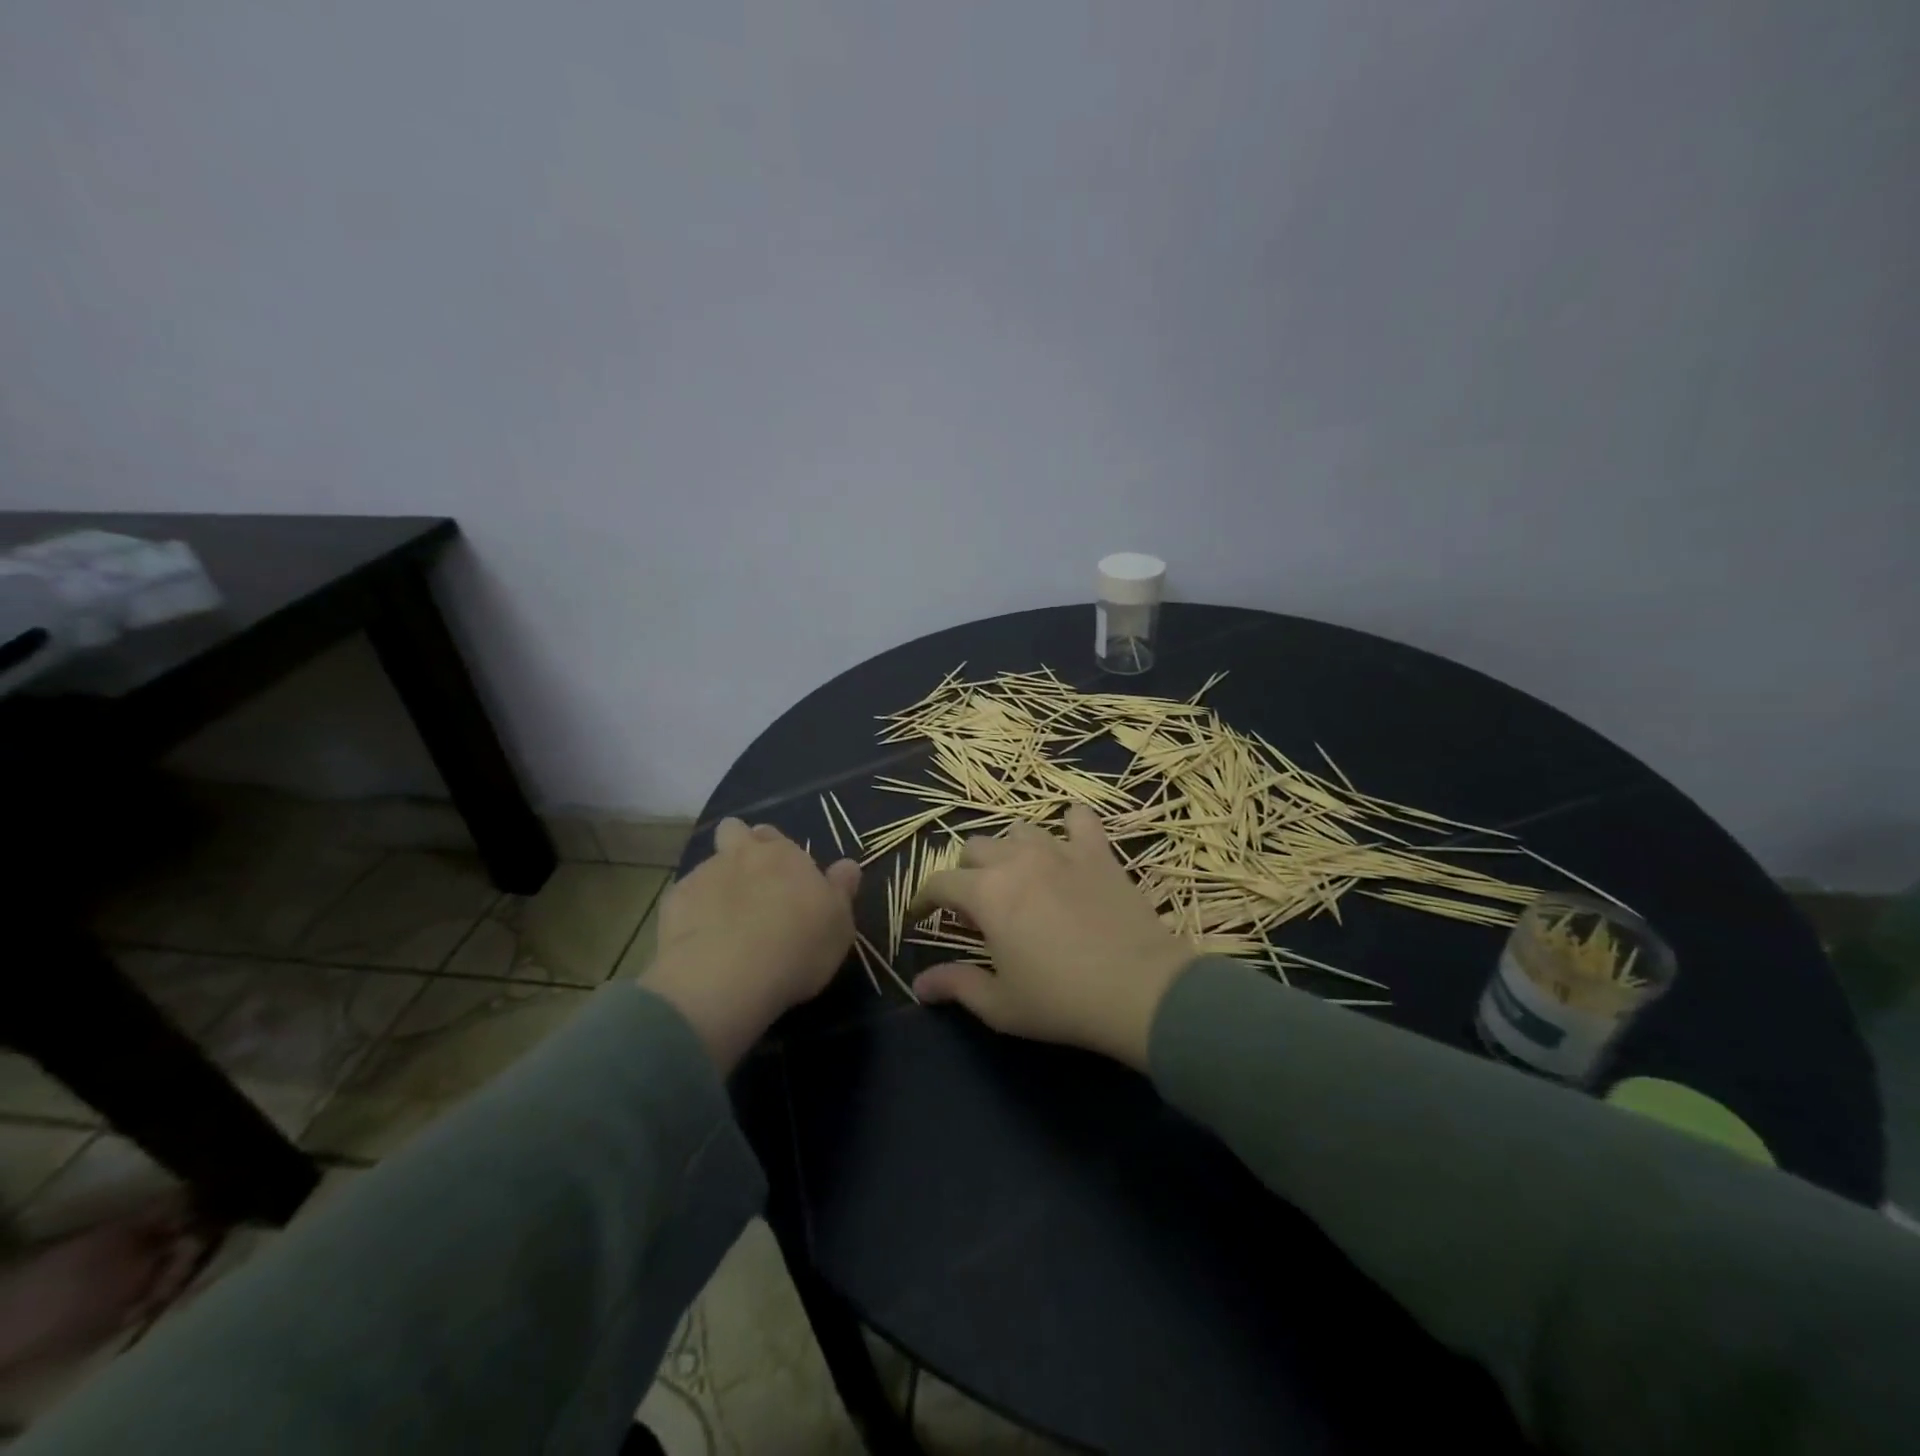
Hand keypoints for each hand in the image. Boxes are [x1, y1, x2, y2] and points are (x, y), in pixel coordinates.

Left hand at [639, 818, 859, 1069]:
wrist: (728, 977)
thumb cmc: (797, 947)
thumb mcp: (839, 924)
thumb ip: (841, 890)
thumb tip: (847, 865)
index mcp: (783, 854)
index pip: (774, 835)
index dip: (776, 852)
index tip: (784, 880)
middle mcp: (740, 854)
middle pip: (734, 832)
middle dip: (739, 848)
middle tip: (751, 887)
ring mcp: (702, 876)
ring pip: (708, 867)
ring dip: (716, 885)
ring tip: (724, 925)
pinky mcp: (672, 904)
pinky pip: (684, 900)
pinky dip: (691, 915)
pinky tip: (700, 943)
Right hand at [907, 806, 1194, 1069]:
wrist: (1139, 989)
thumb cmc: (1062, 1001)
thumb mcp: (1000, 1005)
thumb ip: (956, 986)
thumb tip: (919, 986)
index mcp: (986, 893)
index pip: (940, 882)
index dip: (923, 898)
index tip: (921, 916)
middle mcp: (1016, 860)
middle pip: (975, 848)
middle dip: (966, 873)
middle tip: (976, 907)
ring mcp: (1060, 850)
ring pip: (1019, 830)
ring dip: (1009, 850)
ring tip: (1018, 877)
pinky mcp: (1097, 852)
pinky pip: (1078, 819)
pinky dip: (1068, 825)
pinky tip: (1068, 842)